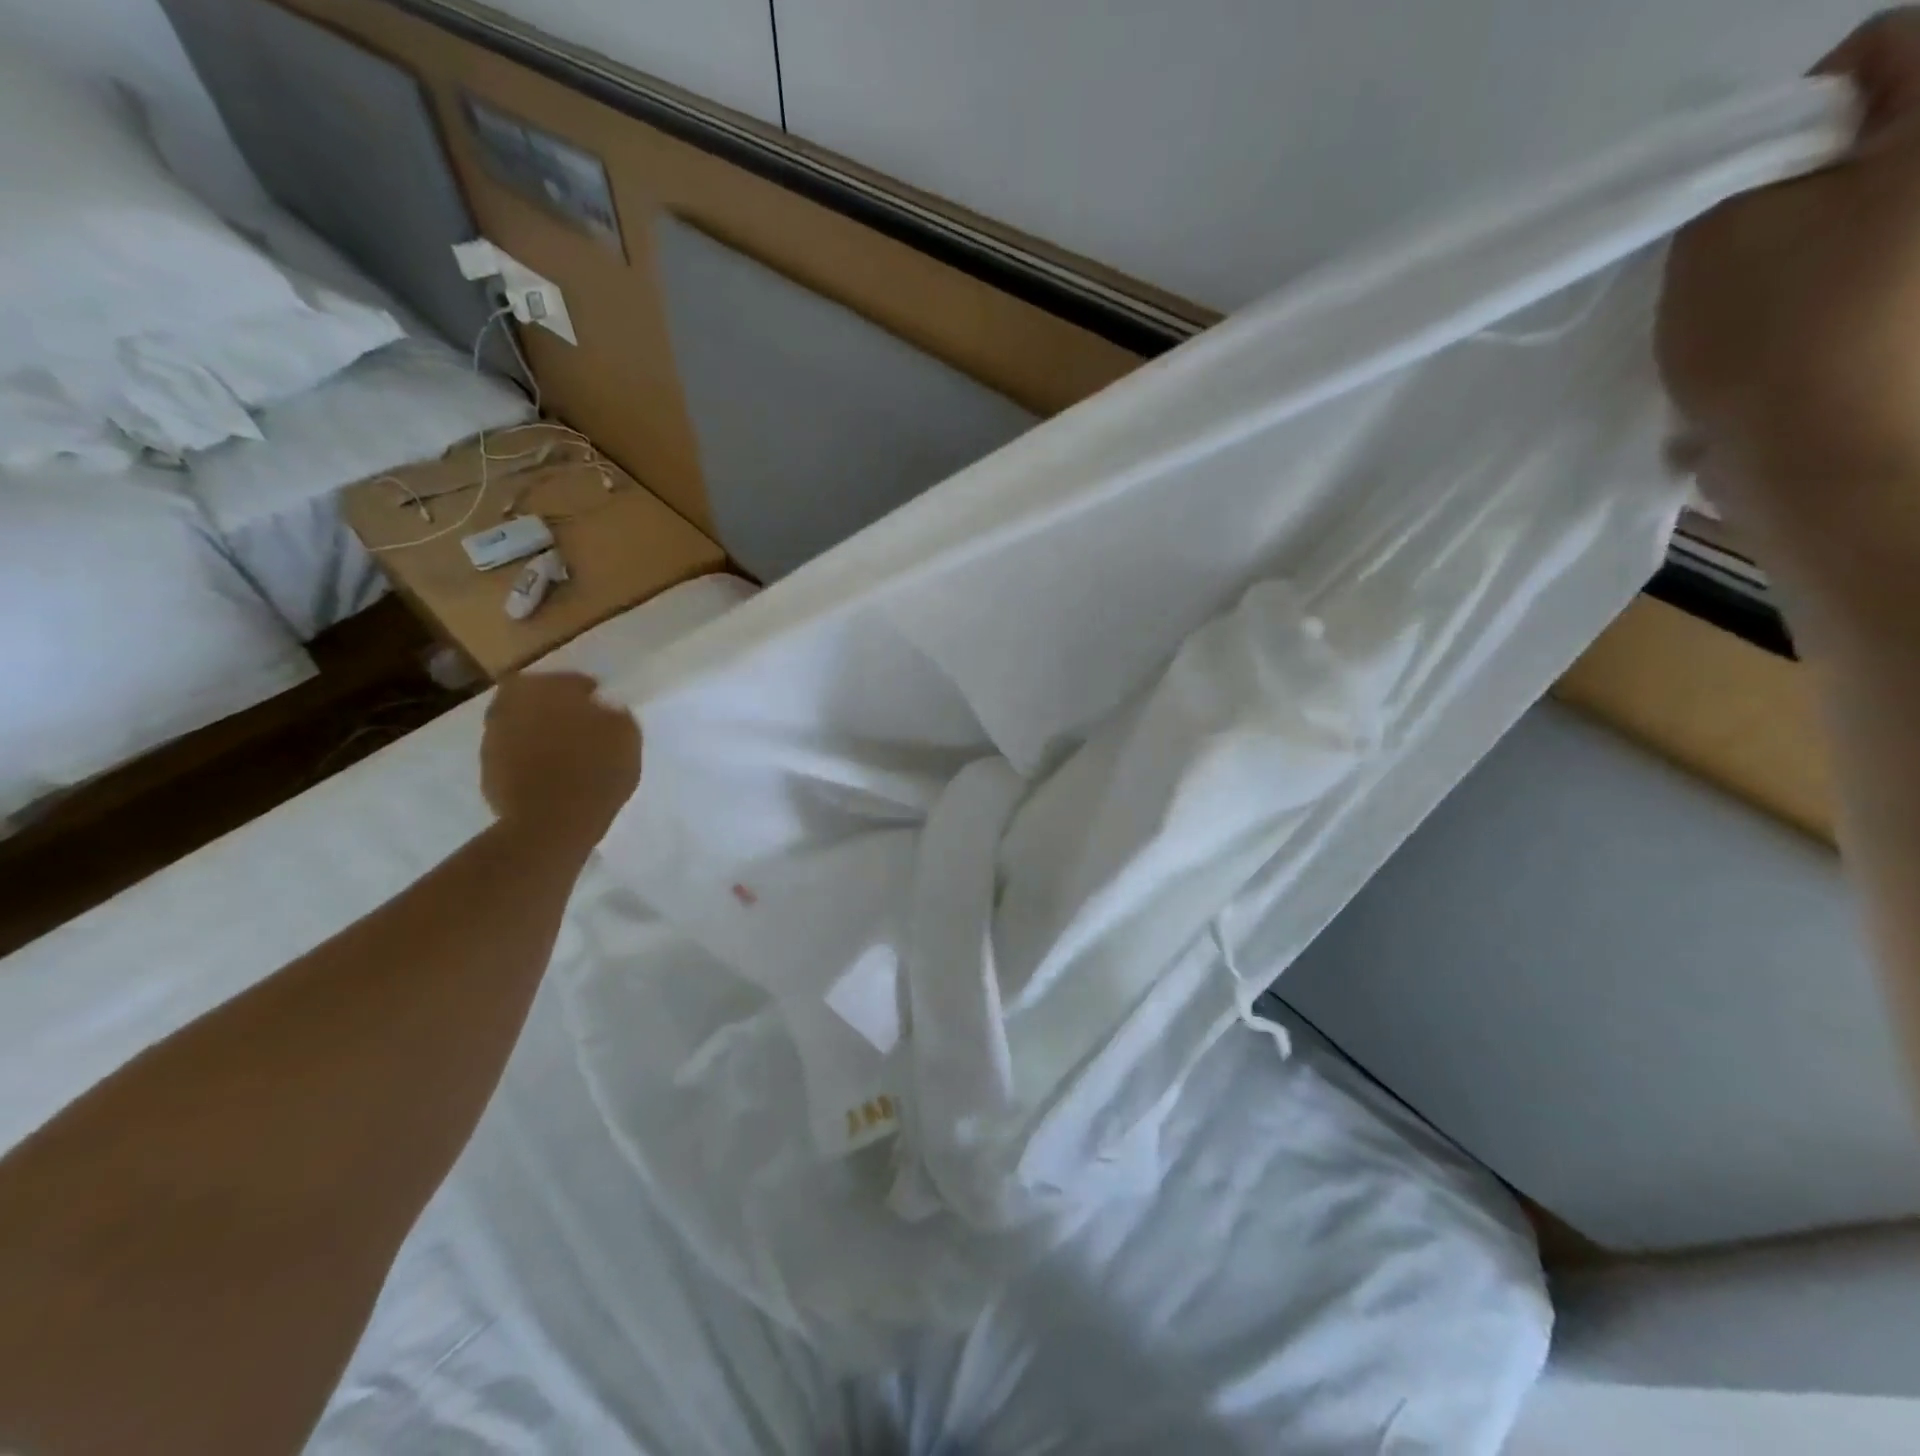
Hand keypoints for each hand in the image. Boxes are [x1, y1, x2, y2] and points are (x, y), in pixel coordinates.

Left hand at [480, 671, 640, 851]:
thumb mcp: (626, 736)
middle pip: (538, 698)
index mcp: (545, 687)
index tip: (601, 706)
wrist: (551, 822)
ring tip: (566, 752)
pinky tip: (551, 773)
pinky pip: (514, 754)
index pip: (571, 681)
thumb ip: (615, 715)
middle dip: (556, 708)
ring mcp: (493, 737)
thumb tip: (604, 710)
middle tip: (580, 725)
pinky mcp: (487, 769)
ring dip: (541, 732)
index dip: (588, 693)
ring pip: (523, 725)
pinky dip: (529, 758)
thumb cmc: (595, 771)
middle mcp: (512, 704)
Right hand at [1658, 9, 1919, 651]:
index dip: (1790, 119)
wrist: (1837, 465)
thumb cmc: (1781, 336)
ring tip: (1764, 316)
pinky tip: (1794, 347)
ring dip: (1814, 249)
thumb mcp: (1724, 231)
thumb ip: (1744, 163)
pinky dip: (1834, 299)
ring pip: (1875, 215)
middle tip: (1747, 260)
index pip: (1880, 48)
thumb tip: (1781, 153)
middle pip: (1885, 137)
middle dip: (1806, 189)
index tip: (1739, 198)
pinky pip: (1878, 279)